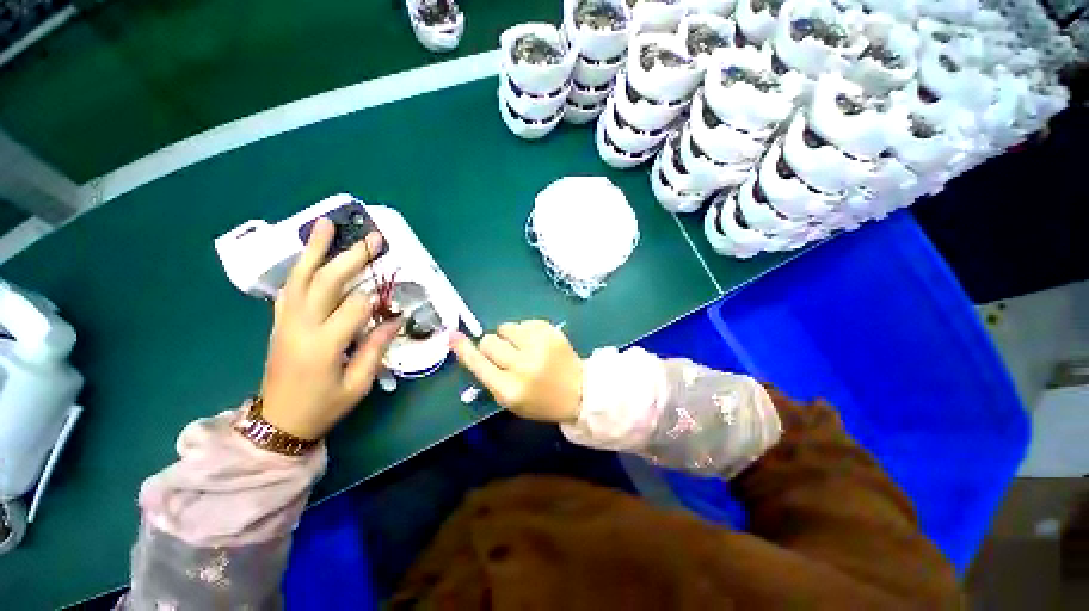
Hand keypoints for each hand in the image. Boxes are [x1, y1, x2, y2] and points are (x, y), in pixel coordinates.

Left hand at [259, 218, 400, 440]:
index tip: (393, 300)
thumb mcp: (358, 384)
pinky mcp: (279, 322)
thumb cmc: (323, 406)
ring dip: (314, 250)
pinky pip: (289, 289)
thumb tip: (394, 319)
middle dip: (352, 258)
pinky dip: (299, 268)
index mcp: (323, 346)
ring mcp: (285, 322)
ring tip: (325, 224)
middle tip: (373, 239)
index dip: (376, 300)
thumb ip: (376, 348)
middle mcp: (300, 327)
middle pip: (326, 282)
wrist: (278, 423)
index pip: (354, 308)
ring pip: (300, 278)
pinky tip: (308, 255)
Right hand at [451, 320, 582, 423]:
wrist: (578, 391)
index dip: (464, 349)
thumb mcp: (510, 400)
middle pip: (490, 341)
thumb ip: (489, 377)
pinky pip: (525, 322)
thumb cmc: (540, 400)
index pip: (478, 364)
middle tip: (506, 353)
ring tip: (523, 347)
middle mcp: (523, 366)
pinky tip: (537, 343)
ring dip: (509, 335)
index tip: (454, 336)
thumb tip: (467, 349)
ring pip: (506, 327)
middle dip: (492, 345)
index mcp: (510, 389)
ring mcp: (540, 346)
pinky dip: (526, 331)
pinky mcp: (552, 332)